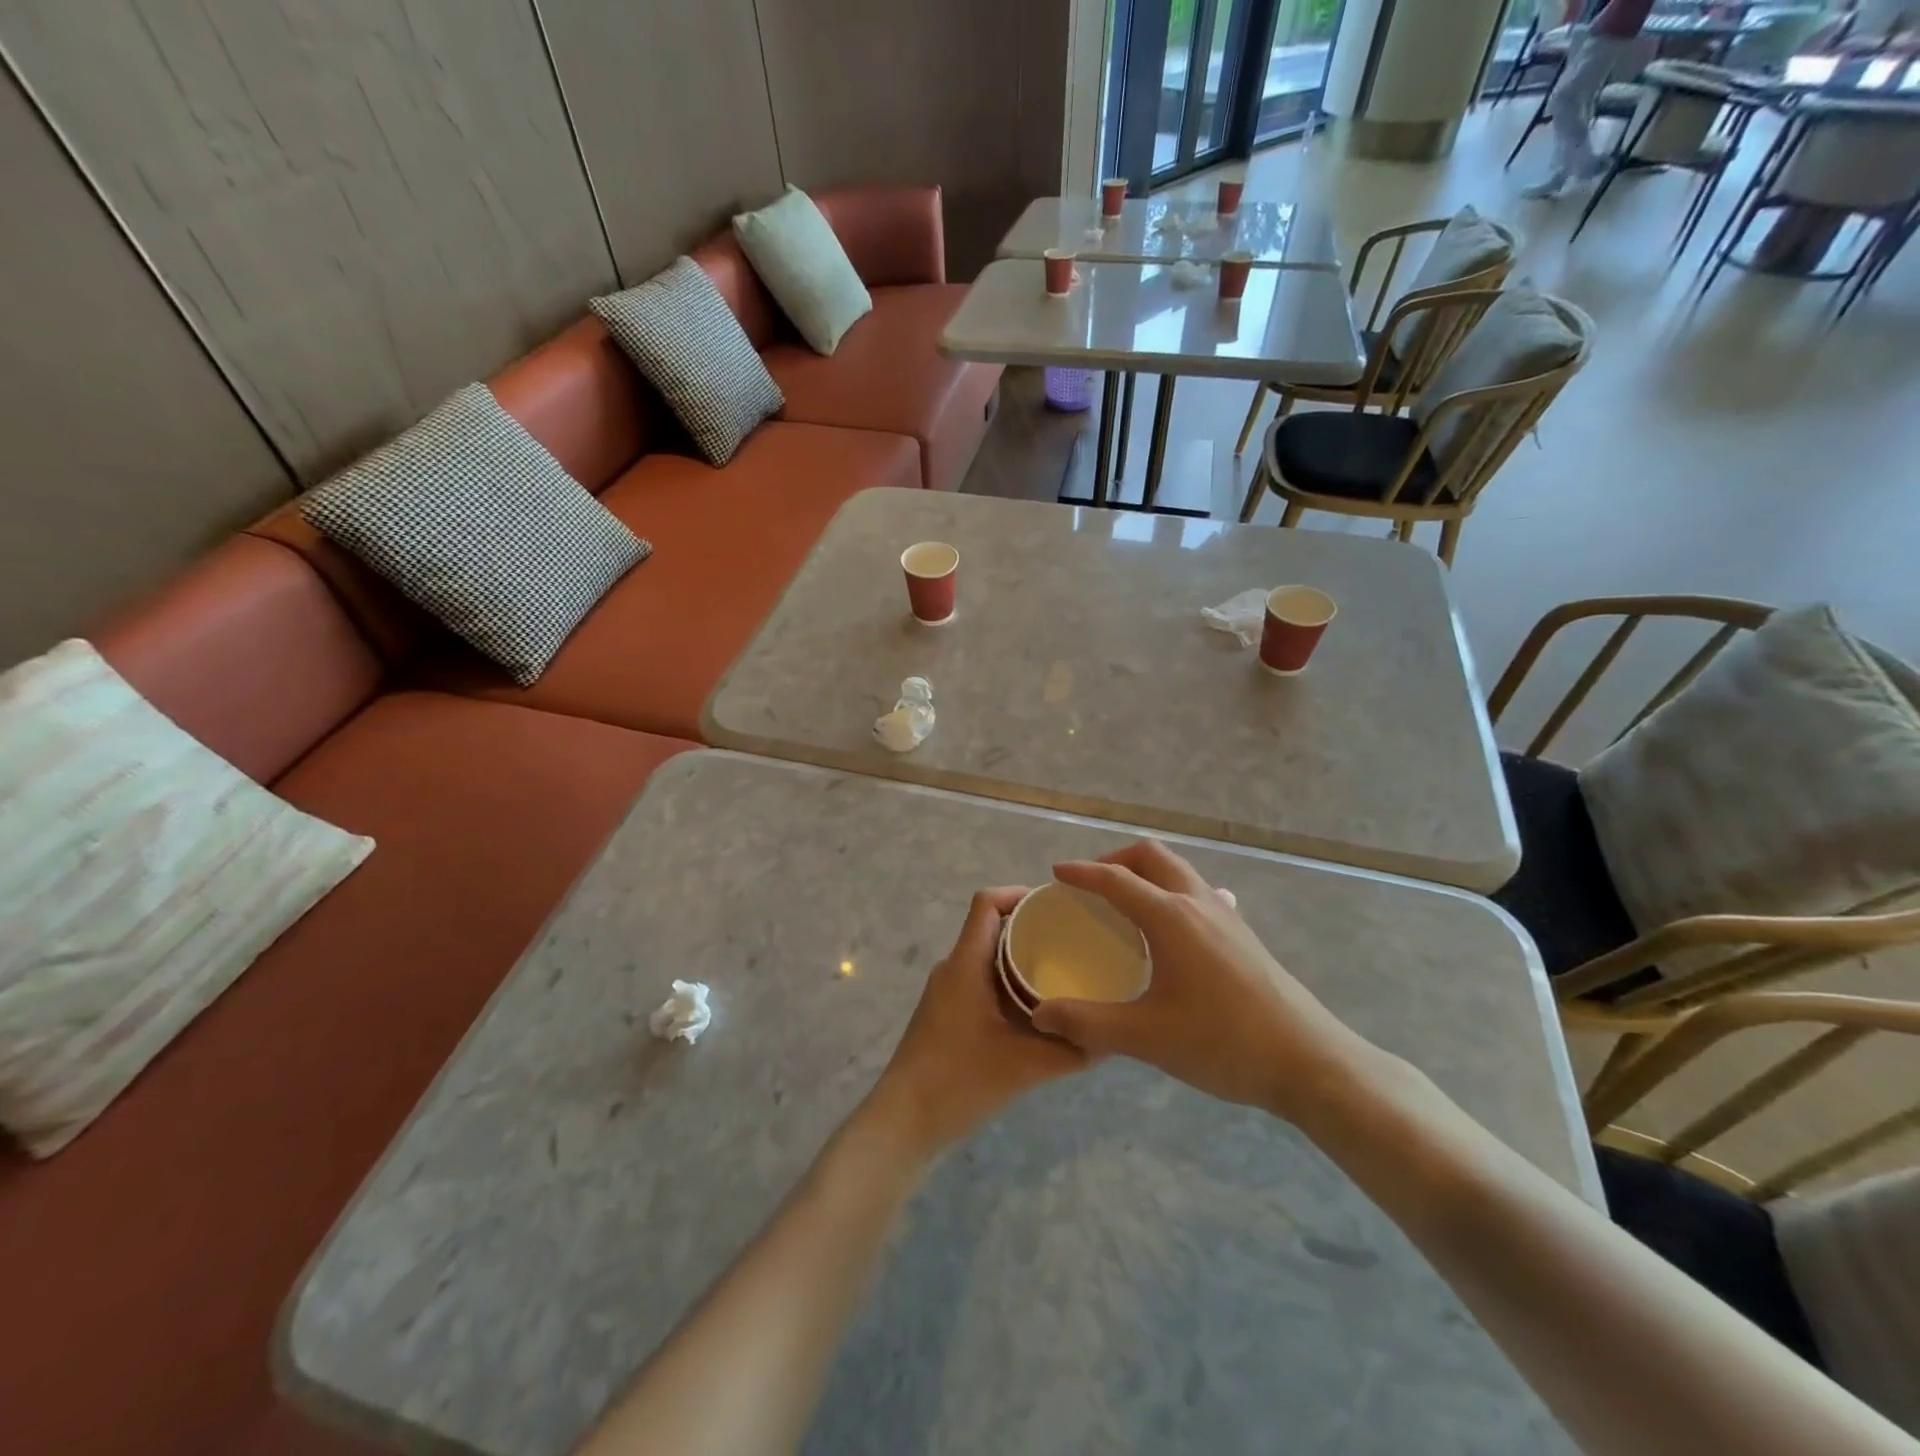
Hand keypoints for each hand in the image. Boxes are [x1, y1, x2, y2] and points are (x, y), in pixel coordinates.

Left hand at [869, 888, 1095, 1154]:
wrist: (904, 1123)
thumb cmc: (958, 1081)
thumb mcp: (1024, 1065)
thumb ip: (1070, 1051)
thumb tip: (1111, 1038)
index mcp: (965, 964)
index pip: (986, 903)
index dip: (1019, 894)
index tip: (1057, 904)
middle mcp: (953, 969)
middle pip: (991, 927)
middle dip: (1030, 927)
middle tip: (1074, 938)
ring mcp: (947, 993)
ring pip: (987, 957)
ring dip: (1020, 957)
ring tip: (1064, 969)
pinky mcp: (946, 1015)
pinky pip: (981, 981)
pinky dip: (1009, 983)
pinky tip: (1037, 1008)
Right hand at [1030, 841, 1374, 1121]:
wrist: (1308, 1062)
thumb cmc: (1223, 1042)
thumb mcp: (1146, 1037)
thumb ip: (1087, 1023)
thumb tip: (1040, 1014)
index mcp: (1171, 917)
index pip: (1116, 880)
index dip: (1082, 873)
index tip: (1056, 873)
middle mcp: (1198, 902)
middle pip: (1152, 856)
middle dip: (1116, 860)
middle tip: (1091, 886)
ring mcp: (1226, 914)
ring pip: (1178, 870)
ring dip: (1146, 873)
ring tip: (1124, 903)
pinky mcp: (1243, 933)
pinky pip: (1198, 891)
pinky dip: (1172, 892)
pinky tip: (1172, 927)